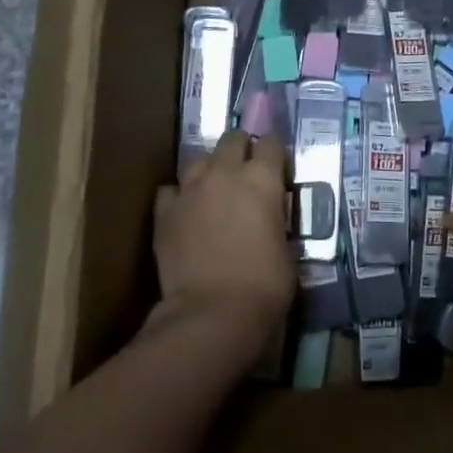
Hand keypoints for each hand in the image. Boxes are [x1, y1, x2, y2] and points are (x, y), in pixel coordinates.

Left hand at [150, 130, 294, 342]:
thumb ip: (277, 222)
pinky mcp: (164, 212)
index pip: (272, 144)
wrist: (212, 313)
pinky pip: (171, 191)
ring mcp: (191, 190)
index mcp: (262, 179)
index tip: (278, 166)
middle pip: (232, 139)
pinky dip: (180, 196)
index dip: (276, 153)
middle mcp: (225, 173)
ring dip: (210, 169)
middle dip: (241, 148)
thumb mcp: (288, 249)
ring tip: (215, 189)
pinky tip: (186, 211)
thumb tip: (270, 221)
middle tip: (246, 169)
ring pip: (199, 160)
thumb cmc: (264, 285)